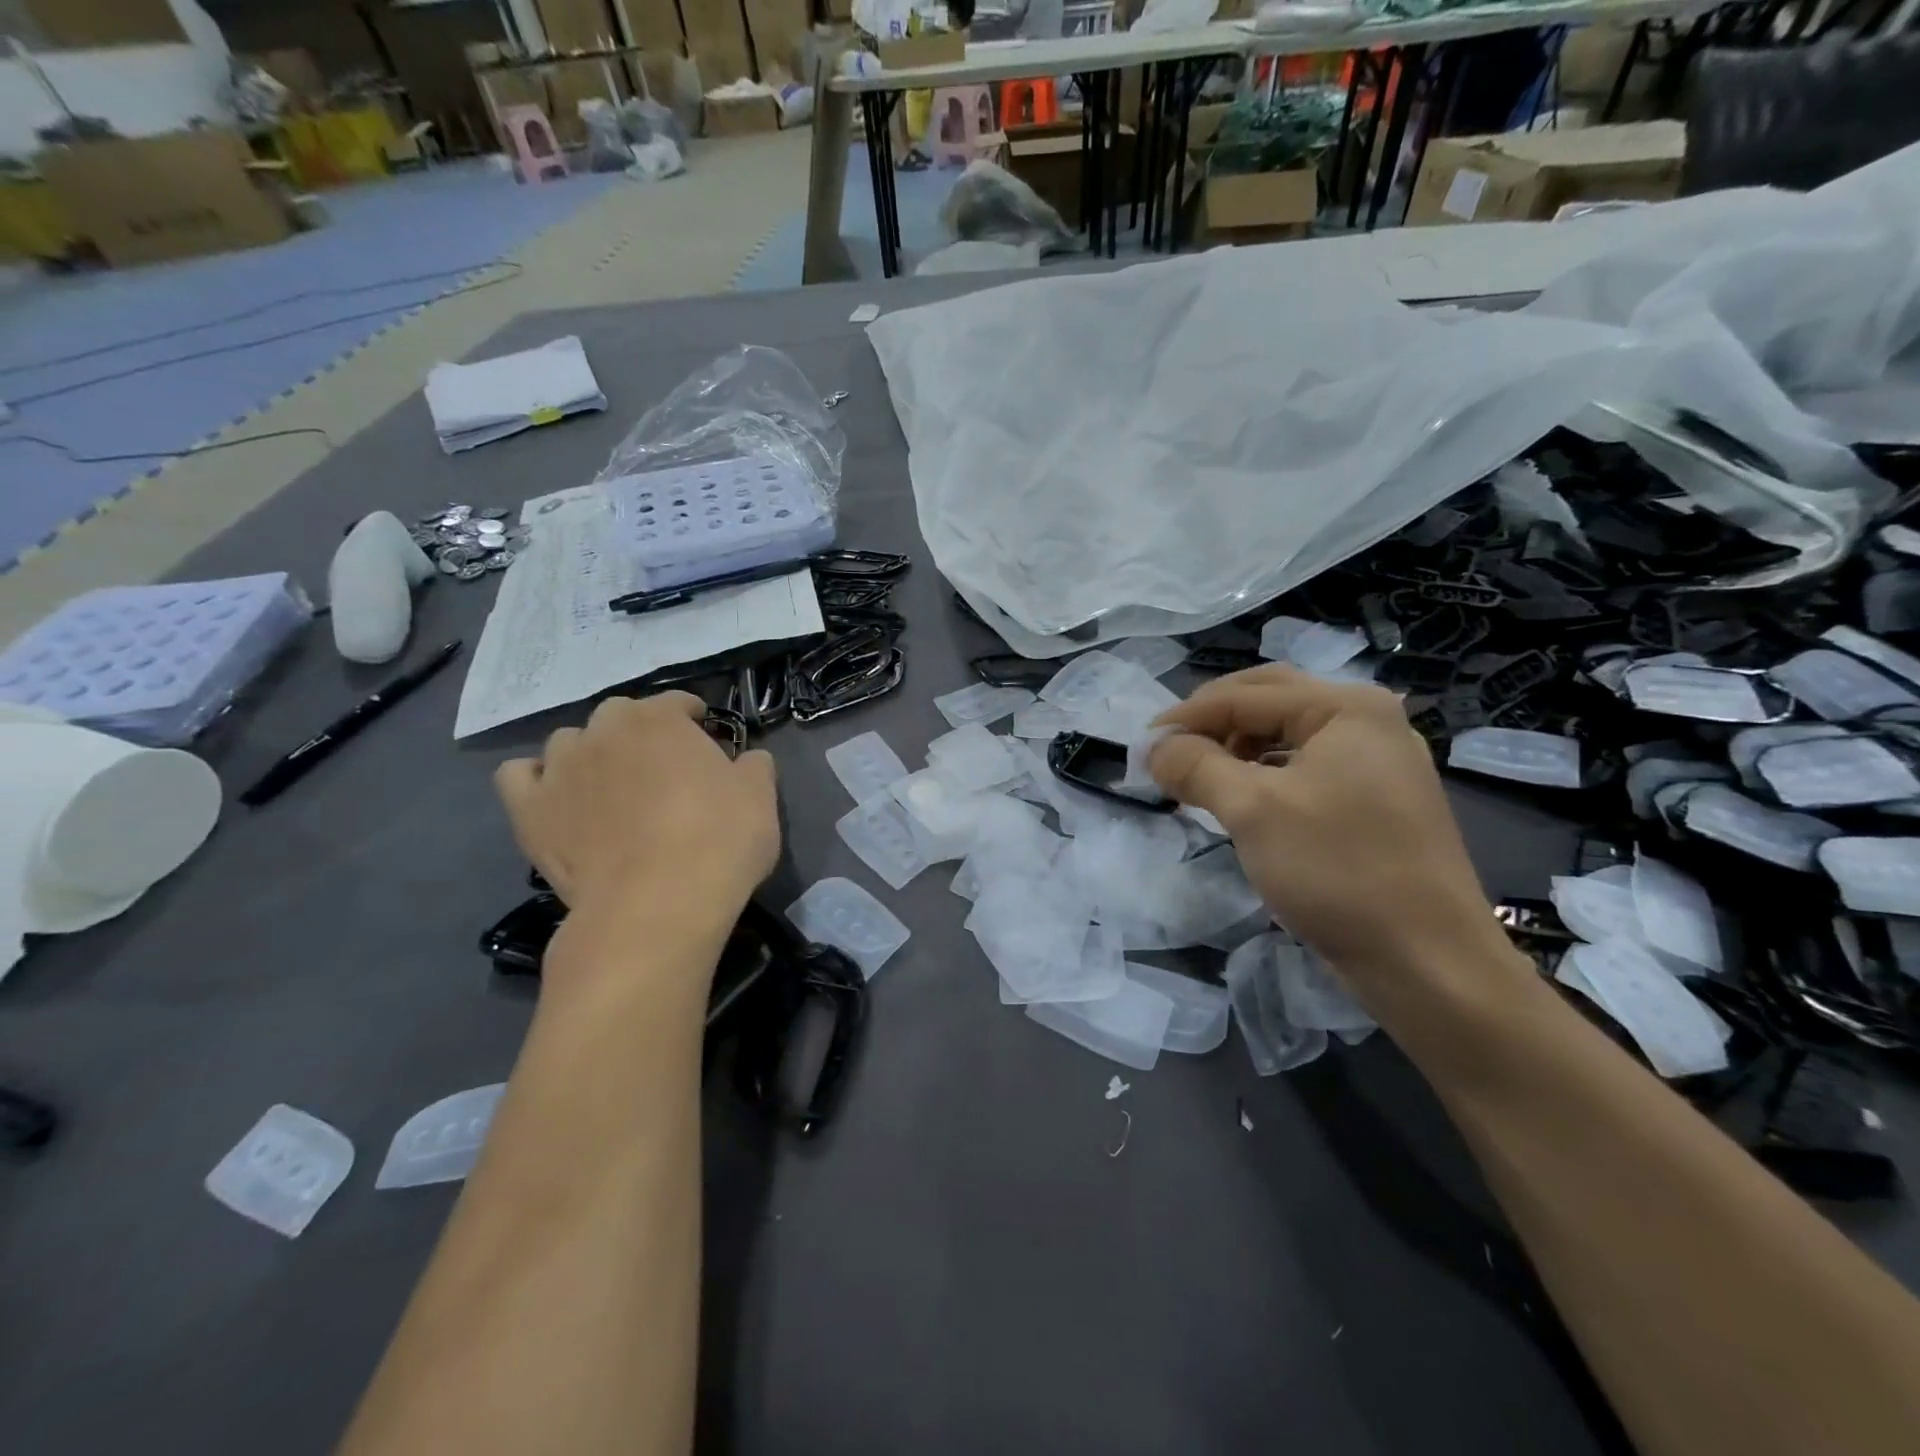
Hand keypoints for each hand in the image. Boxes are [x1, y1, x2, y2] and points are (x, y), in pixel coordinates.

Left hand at [496, 693, 779, 940]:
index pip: (678, 702)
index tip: (707, 739)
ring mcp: (560, 768)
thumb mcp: (761, 799)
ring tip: (609, 787)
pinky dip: (538, 780)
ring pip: (569, 742)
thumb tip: (747, 759)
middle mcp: (604, 731)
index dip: (694, 718)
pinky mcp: (530, 810)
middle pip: (620, 715)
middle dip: (640, 732)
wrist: (656, 906)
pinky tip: (558, 798)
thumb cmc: (718, 843)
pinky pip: (519, 775)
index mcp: (661, 720)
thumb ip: (754, 765)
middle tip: (662, 768)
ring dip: (590, 753)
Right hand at [1149, 666, 1501, 978]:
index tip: (1141, 746)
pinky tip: (1242, 800)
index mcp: (1347, 707)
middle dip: (1213, 722)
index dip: (1186, 717)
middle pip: (1270, 701)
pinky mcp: (1378, 800)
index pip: (1245, 695)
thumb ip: (1196, 766)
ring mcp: (1378, 761)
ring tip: (1199, 777)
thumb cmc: (1337, 871)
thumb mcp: (1252, 810)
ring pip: (1288, 735)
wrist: (1428, 962)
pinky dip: (1265, 773)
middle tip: (1170, 751)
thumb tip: (1154, 748)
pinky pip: (1307, 767)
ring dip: (1237, 747)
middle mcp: (1369, 721)